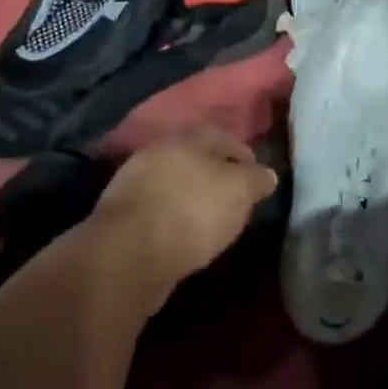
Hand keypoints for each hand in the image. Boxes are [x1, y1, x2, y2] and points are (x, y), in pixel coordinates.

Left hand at [90, 128, 277, 298]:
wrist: (129, 252)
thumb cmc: (193, 210)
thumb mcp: (239, 191)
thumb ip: (256, 179)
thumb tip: (267, 175)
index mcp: (187, 138)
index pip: (221, 136)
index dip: (242, 153)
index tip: (256, 175)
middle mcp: (157, 153)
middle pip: (194, 158)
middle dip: (214, 174)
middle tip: (233, 196)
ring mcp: (134, 183)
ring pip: (173, 183)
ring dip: (191, 197)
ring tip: (210, 219)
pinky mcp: (121, 216)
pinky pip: (157, 209)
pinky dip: (173, 217)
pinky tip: (184, 235)